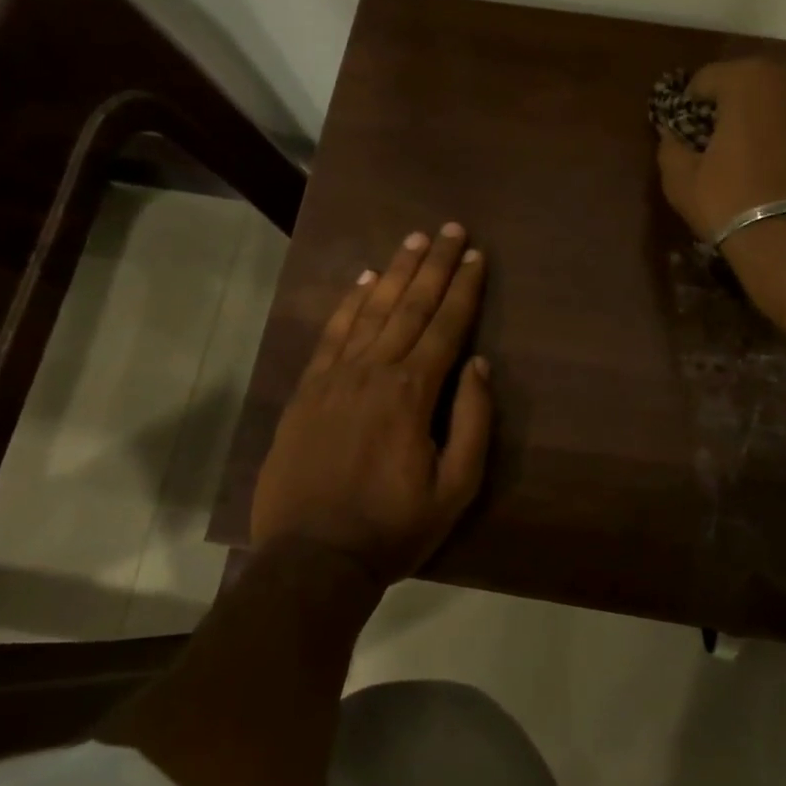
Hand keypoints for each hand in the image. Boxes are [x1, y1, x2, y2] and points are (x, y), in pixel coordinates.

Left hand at [250, 224, 492, 585]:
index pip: (446, 326)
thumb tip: (478, 365)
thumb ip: (472, 422)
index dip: (463, 288)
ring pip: (371, 310)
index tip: (475, 255)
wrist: (312, 557)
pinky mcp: (307, 390)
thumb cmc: (393, 527)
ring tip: (412, 240)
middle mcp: (374, 370)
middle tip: (449, 228)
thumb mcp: (455, 488)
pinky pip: (331, 334)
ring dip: (394, 272)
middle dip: (433, 264)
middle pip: (410, 305)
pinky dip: (349, 303)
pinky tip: (363, 281)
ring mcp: (335, 377)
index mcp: (413, 392)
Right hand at [655, 58, 785, 236]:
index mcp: (750, 82)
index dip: (692, 105)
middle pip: (757, 87)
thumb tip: (671, 135)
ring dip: (778, 129)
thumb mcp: (681, 181)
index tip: (688, 133)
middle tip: (727, 147)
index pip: (707, 79)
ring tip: (768, 170)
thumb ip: (671, 147)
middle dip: (740, 110)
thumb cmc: (733, 206)